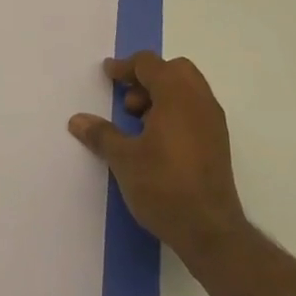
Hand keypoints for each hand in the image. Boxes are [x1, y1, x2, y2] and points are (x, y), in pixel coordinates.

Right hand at [69, 52, 247, 266]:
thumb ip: (101, 134)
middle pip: (174, 70)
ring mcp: (213, 122)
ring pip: (188, 90)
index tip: (107, 75)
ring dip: (162, 95)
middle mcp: (200, 101)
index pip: (150, 64)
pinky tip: (157, 140)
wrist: (209, 231)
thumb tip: (77, 120)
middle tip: (127, 101)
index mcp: (177, 95)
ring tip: (138, 122)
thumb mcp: (124, 159)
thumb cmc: (163, 186)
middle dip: (147, 78)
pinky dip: (175, 111)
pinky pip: (195, 109)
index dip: (125, 67)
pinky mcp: (218, 142)